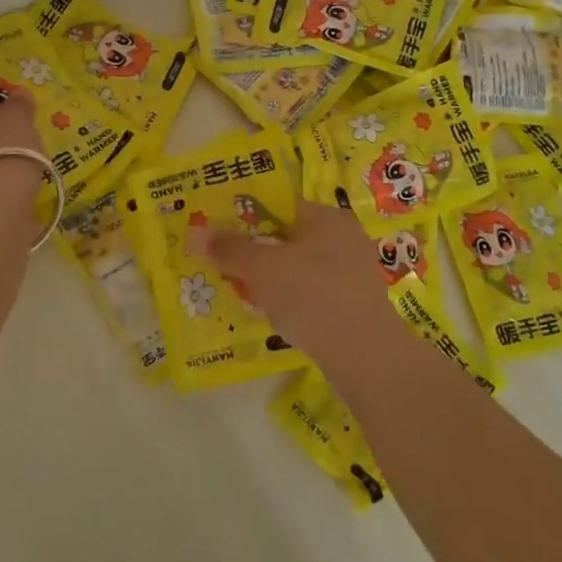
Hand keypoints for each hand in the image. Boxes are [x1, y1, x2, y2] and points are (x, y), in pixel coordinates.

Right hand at [191, 201, 390, 351]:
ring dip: (272, 279)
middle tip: (226, 267)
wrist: (365, 355)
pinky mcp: (355, 304)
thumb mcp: (262, 268)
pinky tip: (274, 316)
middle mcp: (345, 237)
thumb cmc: (312, 296)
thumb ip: (229, 248)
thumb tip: (195, 232)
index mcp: (327, 217)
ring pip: (300, 267)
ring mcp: (353, 272)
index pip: (280, 206)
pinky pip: (314, 293)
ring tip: (244, 293)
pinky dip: (292, 300)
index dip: (246, 217)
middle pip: (288, 237)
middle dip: (257, 252)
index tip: (220, 235)